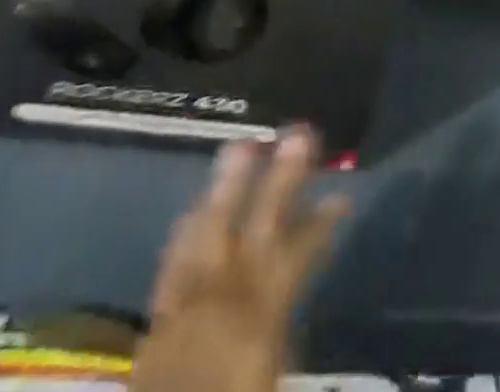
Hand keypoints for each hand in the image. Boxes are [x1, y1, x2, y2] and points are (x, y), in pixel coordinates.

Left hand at [130, 129, 350, 391]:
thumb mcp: (270, 380)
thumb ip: (287, 340)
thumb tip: (298, 308)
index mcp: (262, 316)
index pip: (299, 253)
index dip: (322, 223)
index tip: (342, 197)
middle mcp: (227, 296)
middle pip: (257, 225)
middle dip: (281, 177)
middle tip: (300, 132)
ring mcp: (187, 304)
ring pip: (210, 230)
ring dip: (227, 186)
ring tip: (242, 144)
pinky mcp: (157, 321)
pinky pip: (173, 263)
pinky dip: (187, 230)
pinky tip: (193, 210)